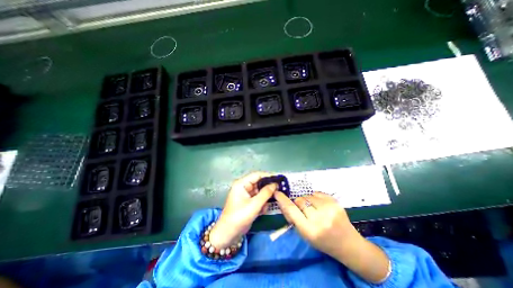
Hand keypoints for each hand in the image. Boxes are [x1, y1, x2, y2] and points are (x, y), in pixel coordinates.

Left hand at [208, 172, 275, 248]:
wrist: (228, 234)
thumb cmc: (239, 217)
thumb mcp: (254, 205)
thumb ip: (266, 193)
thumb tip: (275, 184)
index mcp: (242, 184)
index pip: (257, 175)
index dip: (268, 176)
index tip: (279, 178)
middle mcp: (244, 187)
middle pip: (259, 183)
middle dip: (268, 188)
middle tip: (279, 190)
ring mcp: (246, 194)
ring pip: (260, 191)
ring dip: (265, 198)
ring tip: (268, 204)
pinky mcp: (248, 202)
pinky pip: (258, 198)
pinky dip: (262, 203)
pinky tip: (262, 210)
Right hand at [275, 191, 390, 282]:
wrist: (348, 244)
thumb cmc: (323, 242)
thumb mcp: (305, 235)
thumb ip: (293, 218)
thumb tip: (283, 203)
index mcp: (309, 230)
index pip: (291, 210)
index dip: (283, 200)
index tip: (277, 193)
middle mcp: (319, 219)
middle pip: (299, 200)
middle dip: (298, 203)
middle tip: (304, 210)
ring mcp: (329, 209)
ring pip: (308, 196)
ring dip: (307, 200)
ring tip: (314, 209)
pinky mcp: (335, 202)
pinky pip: (317, 193)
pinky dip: (315, 197)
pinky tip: (321, 205)